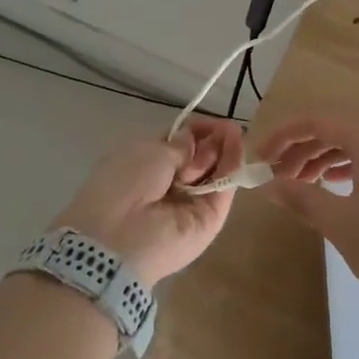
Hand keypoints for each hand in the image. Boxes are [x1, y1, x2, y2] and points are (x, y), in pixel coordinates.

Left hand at [48, 118, 245, 282]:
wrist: (120, 236)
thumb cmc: (126, 183)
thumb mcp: (150, 152)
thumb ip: (179, 146)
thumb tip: (194, 137)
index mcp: (148, 165)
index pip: (180, 144)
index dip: (197, 130)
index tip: (213, 121)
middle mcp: (170, 184)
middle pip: (199, 157)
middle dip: (212, 139)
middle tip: (226, 128)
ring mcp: (192, 202)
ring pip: (215, 172)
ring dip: (225, 149)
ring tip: (235, 132)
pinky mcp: (211, 219)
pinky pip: (223, 188)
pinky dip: (232, 166)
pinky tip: (238, 146)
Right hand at [259, 115, 358, 318]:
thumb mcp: (340, 223)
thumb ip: (301, 197)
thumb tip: (269, 185)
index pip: (318, 121)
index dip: (284, 136)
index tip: (261, 158)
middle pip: (340, 128)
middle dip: (304, 149)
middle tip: (278, 176)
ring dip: (328, 157)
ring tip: (304, 183)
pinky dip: (354, 166)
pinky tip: (339, 186)